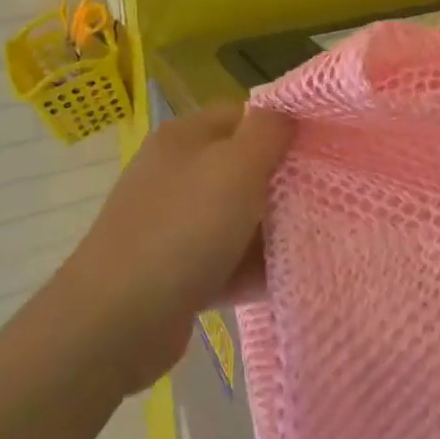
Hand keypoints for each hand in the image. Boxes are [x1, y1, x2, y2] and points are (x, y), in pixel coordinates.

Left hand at [64, 105, 293, 394]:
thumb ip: (269, 131)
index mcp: (185, 137)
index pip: (245, 115)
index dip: (283, 127)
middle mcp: (176, 174)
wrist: (115, 323)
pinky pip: (225, 260)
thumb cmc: (183, 229)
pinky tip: (287, 278)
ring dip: (272, 230)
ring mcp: (172, 224)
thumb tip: (286, 115)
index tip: (321, 149)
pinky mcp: (175, 272)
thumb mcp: (237, 165)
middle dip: (282, 183)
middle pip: (243, 167)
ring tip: (315, 240)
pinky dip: (251, 268)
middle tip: (325, 196)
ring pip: (237, 216)